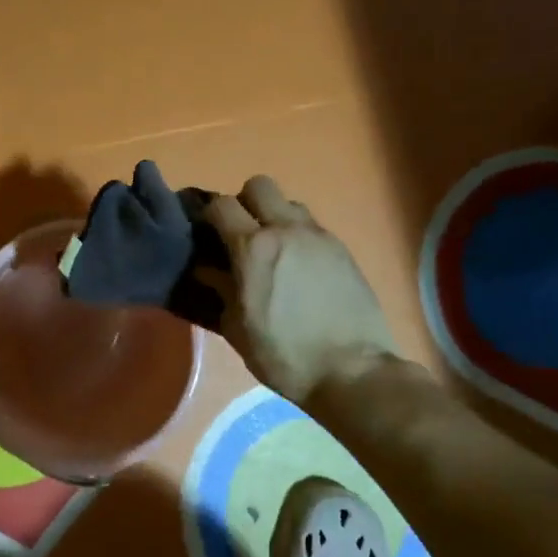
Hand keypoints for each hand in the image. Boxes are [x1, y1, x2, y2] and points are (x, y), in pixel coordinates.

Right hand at [205, 177, 403, 404]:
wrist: (352, 371)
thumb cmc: (284, 355)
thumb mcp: (238, 328)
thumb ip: (219, 290)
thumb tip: (207, 269)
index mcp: (253, 247)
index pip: (221, 205)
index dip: (208, 215)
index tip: (204, 235)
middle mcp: (286, 229)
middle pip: (258, 186)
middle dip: (244, 203)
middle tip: (240, 235)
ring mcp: (319, 236)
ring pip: (289, 203)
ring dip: (275, 217)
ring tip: (273, 251)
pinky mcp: (342, 249)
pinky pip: (312, 227)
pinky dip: (298, 237)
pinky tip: (299, 269)